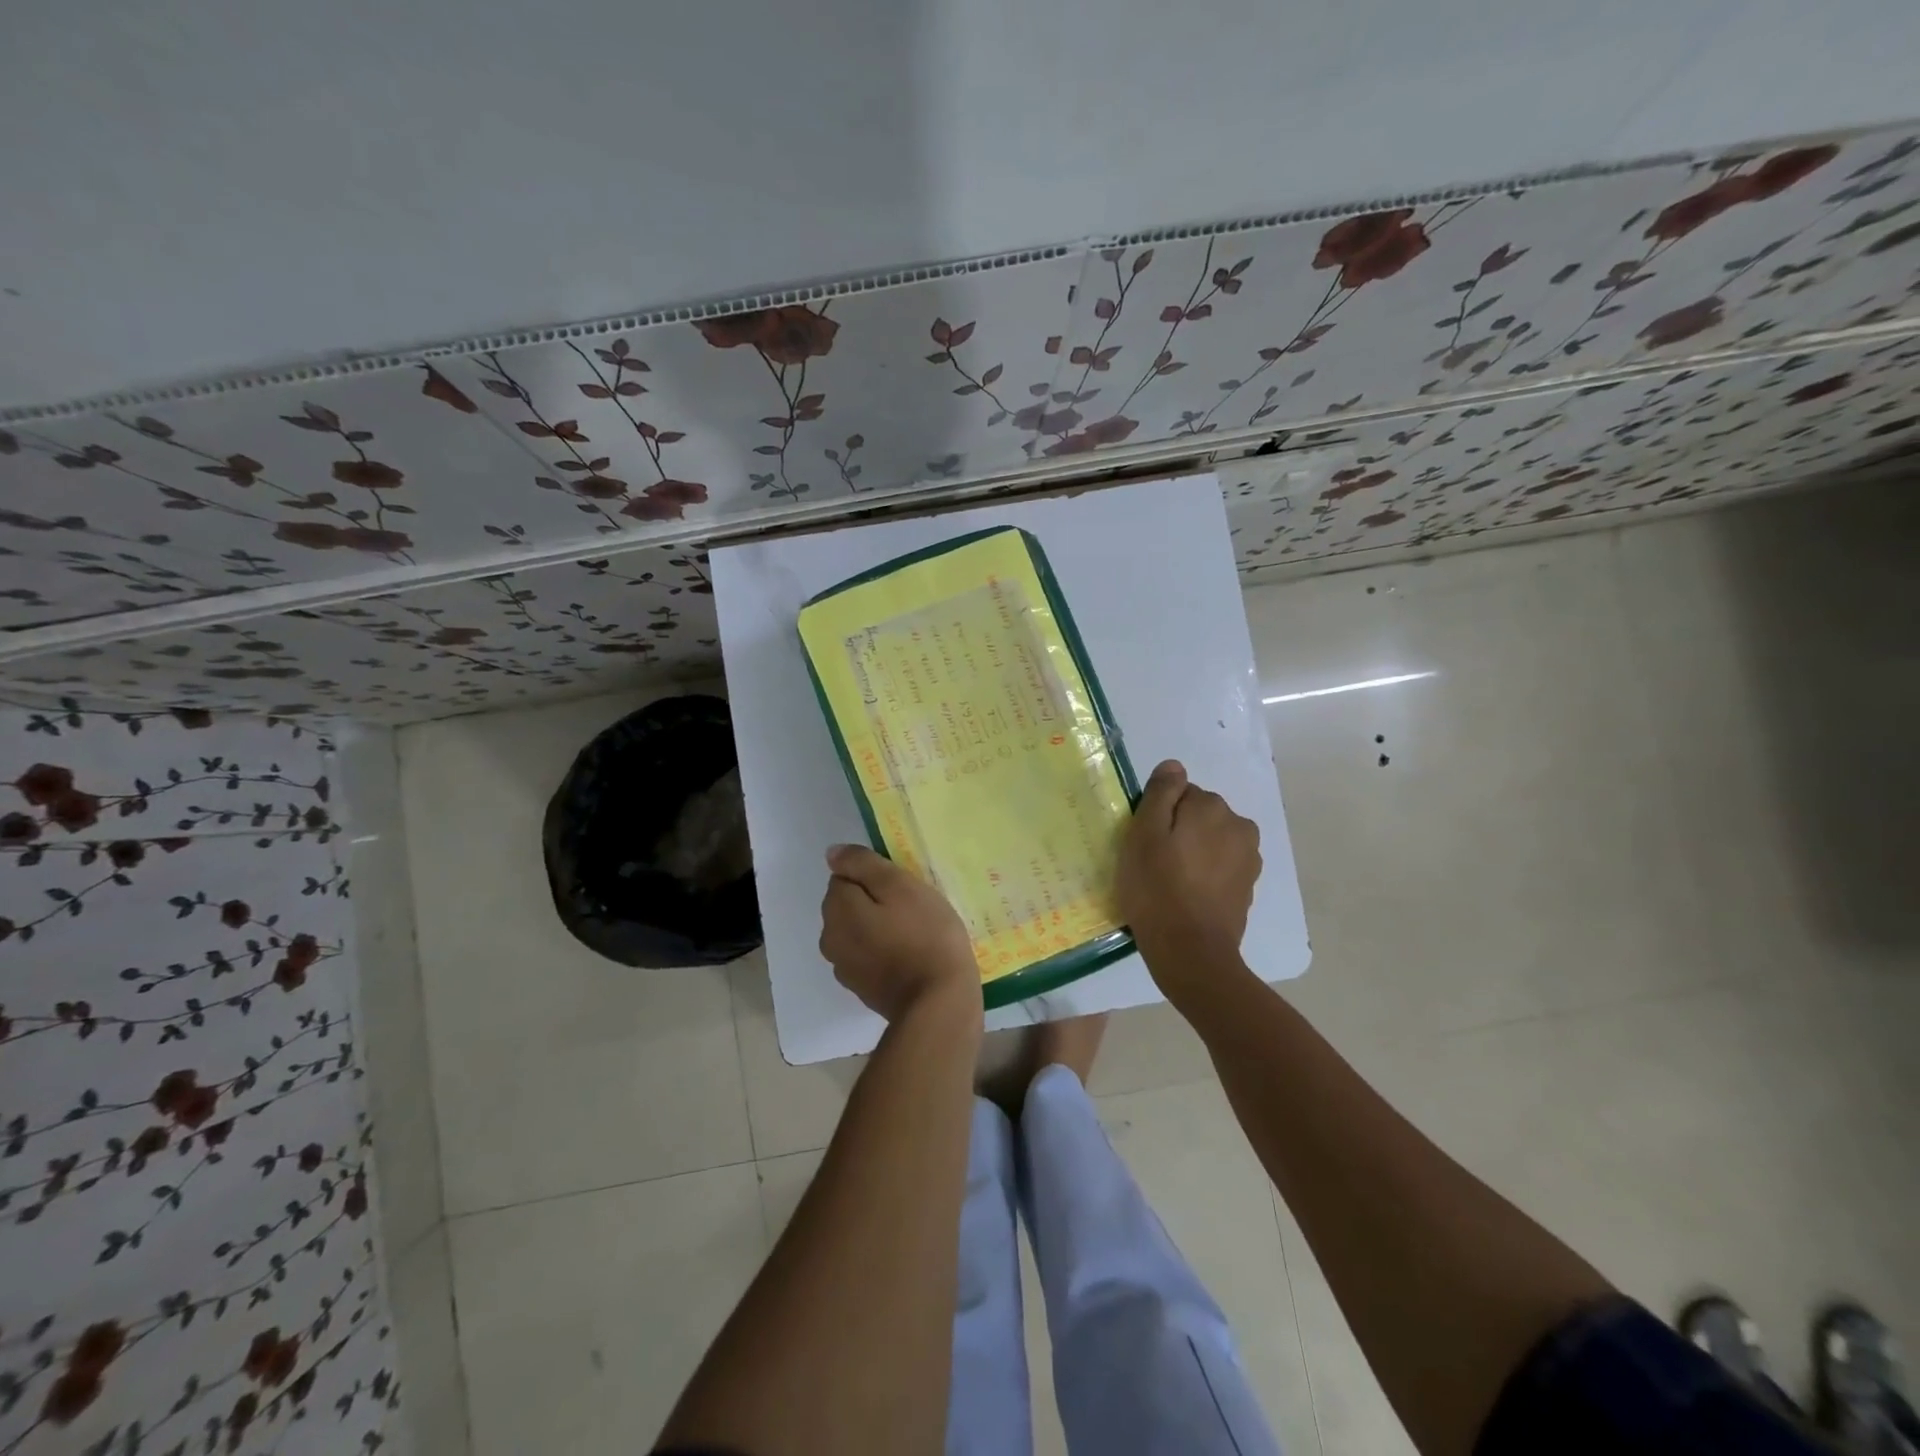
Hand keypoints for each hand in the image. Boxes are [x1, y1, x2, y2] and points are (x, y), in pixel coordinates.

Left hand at [819, 844, 982, 1029]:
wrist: (939, 1003)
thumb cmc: (925, 935)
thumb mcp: (900, 886)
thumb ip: (863, 865)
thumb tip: (832, 854)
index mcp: (837, 909)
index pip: (845, 876)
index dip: (874, 877)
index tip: (902, 888)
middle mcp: (830, 938)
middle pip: (848, 904)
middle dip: (872, 901)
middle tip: (911, 908)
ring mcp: (844, 968)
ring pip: (857, 930)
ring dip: (877, 926)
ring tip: (913, 932)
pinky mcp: (862, 988)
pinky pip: (867, 955)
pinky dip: (882, 951)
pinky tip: (909, 955)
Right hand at [1118, 760, 1261, 986]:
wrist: (1191, 952)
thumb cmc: (1157, 889)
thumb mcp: (1143, 835)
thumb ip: (1161, 794)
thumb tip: (1174, 765)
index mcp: (1212, 807)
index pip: (1179, 794)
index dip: (1158, 816)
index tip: (1146, 843)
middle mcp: (1239, 825)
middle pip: (1199, 815)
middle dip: (1179, 831)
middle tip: (1154, 863)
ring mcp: (1248, 858)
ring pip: (1211, 840)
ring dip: (1194, 852)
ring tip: (1171, 882)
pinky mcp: (1248, 886)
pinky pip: (1220, 866)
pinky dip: (1206, 874)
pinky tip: (1188, 896)